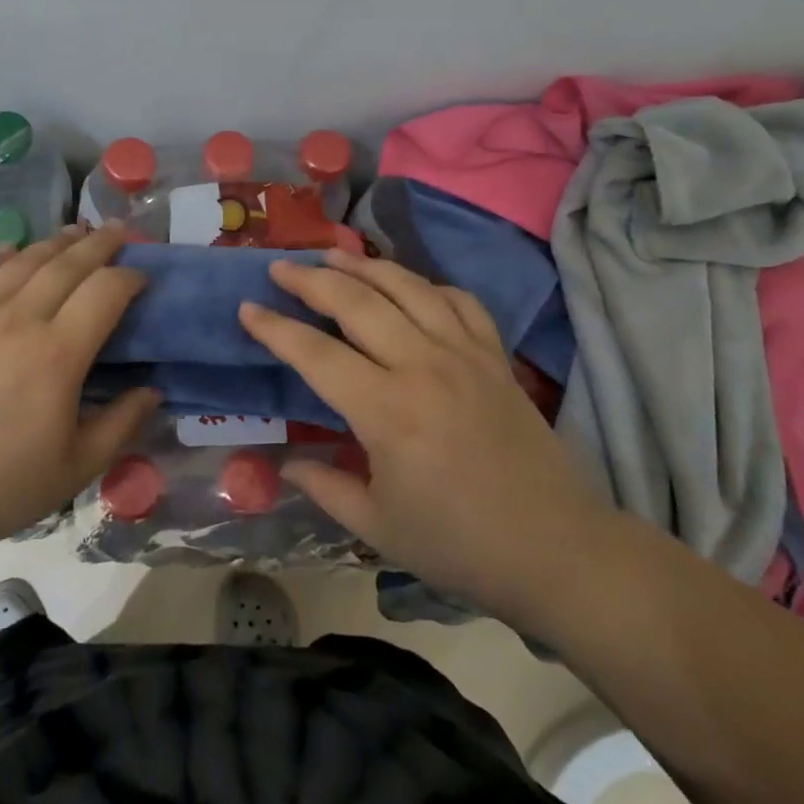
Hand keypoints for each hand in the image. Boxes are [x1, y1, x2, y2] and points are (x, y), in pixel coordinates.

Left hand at [0, 224, 157, 556]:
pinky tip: (14, 250)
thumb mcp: (77, 467)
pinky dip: (3, 255)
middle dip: (99, 243)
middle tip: (118, 230)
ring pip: (24, 260)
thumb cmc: (0, 485)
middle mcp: (19, 320)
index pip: (105, 291)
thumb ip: (122, 424)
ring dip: (55, 242)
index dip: (129, 276)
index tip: (141, 276)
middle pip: (67, 264)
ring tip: (75, 232)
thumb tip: (153, 391)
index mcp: (58, 354)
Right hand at [239, 251, 616, 628]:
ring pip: (407, 287)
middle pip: (357, 302)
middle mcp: (423, 366)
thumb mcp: (377, 527)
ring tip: (332, 254)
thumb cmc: (459, 544)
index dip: (275, 328)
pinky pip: (458, 300)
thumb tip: (285, 462)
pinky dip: (427, 284)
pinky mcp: (495, 356)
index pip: (316, 354)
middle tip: (280, 267)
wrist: (556, 550)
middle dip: (311, 279)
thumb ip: (325, 486)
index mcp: (387, 411)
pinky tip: (408, 285)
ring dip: (364, 266)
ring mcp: (465, 354)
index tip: (246, 308)